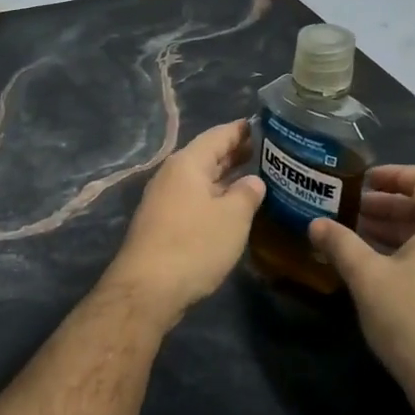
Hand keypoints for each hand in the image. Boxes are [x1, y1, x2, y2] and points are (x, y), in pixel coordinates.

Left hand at [106, 120, 264, 316]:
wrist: (147, 288)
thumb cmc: (194, 245)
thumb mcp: (232, 217)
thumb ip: (246, 193)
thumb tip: (252, 181)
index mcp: (187, 163)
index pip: (218, 135)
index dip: (242, 130)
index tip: (265, 126)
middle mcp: (171, 175)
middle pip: (207, 156)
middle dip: (235, 153)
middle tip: (266, 152)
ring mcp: (163, 200)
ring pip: (200, 180)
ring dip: (225, 177)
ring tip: (254, 177)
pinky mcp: (162, 223)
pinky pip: (193, 199)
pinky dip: (214, 197)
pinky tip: (231, 208)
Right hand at [308, 166, 414, 414]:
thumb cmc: (411, 320)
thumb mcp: (366, 277)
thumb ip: (340, 244)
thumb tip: (315, 224)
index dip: (394, 173)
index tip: (362, 180)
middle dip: (388, 204)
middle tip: (351, 209)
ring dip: (394, 229)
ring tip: (356, 236)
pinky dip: (406, 251)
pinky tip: (377, 269)